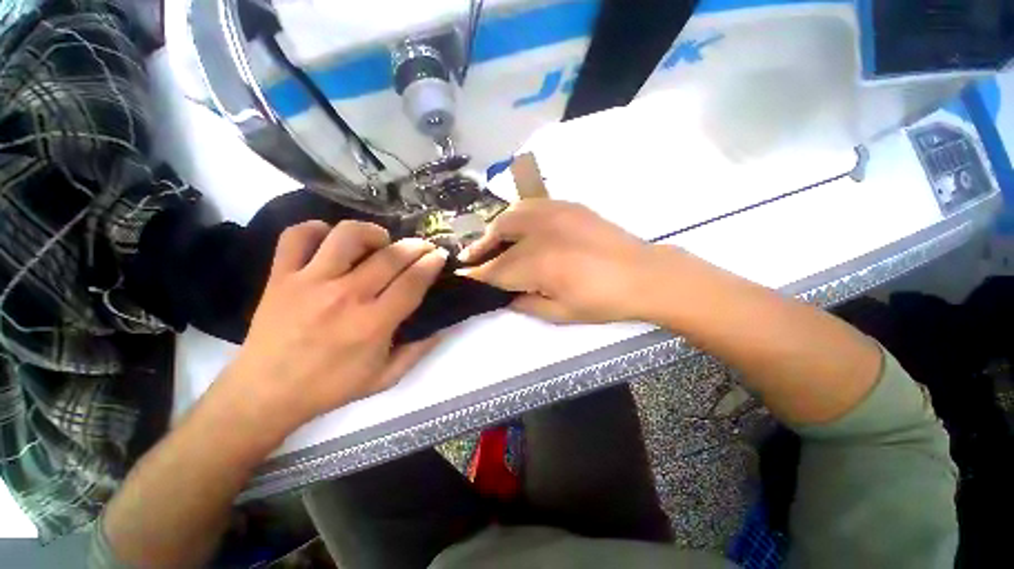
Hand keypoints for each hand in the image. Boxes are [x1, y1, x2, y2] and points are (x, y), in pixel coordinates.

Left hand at [218, 220, 447, 436]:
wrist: (265, 393)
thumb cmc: (331, 387)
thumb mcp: (386, 377)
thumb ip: (419, 350)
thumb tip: (442, 325)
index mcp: (373, 324)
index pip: (412, 282)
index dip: (431, 264)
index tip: (439, 256)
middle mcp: (345, 297)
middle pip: (390, 256)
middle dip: (416, 246)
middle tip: (423, 247)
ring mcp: (309, 282)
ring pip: (347, 236)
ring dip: (372, 233)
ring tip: (380, 242)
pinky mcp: (280, 276)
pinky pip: (298, 236)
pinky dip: (317, 229)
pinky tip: (331, 241)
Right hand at [458, 200, 674, 323]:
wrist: (643, 274)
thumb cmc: (603, 301)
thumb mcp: (560, 314)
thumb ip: (526, 304)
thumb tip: (506, 296)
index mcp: (538, 265)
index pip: (495, 270)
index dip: (477, 276)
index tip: (463, 278)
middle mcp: (540, 233)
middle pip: (497, 236)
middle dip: (480, 249)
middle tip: (470, 259)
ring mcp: (554, 214)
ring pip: (511, 215)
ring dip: (494, 230)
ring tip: (491, 242)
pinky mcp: (567, 205)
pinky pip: (531, 206)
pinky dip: (516, 217)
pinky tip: (518, 228)